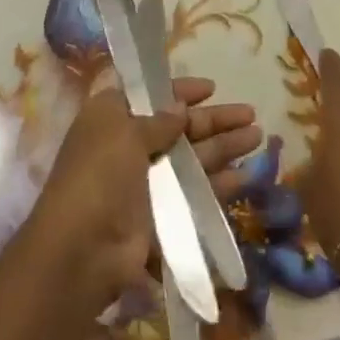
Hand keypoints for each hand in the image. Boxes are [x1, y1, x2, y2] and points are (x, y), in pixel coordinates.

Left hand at [26, 78, 260, 311]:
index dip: (181, 91)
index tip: (211, 88)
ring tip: (257, 137)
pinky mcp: (162, 217)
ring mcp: (147, 184)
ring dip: (224, 147)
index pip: (151, 96)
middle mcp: (130, 148)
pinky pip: (196, 194)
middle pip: (179, 128)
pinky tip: (245, 177)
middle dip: (214, 120)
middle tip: (251, 114)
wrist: (82, 251)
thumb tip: (180, 106)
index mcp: (112, 119)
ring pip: (193, 160)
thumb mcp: (124, 133)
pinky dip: (220, 185)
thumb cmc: (99, 175)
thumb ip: (158, 120)